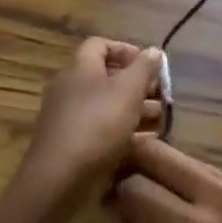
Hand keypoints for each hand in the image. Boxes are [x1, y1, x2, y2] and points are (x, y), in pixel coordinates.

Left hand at [16, 37, 164, 222]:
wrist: (59, 177)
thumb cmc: (97, 123)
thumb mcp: (128, 90)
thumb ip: (144, 68)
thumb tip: (154, 50)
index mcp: (80, 68)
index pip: (100, 45)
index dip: (126, 49)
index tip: (149, 64)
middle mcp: (70, 87)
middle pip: (106, 76)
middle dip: (137, 84)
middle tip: (161, 96)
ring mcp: (68, 116)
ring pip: (106, 105)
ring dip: (134, 109)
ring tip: (160, 119)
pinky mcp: (71, 143)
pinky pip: (100, 129)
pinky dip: (122, 131)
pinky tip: (144, 141)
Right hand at [109, 135, 221, 222]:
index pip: (138, 186)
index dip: (113, 190)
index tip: (100, 202)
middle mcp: (214, 192)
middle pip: (158, 154)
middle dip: (129, 161)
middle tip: (112, 184)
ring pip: (181, 159)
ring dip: (156, 169)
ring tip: (141, 198)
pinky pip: (205, 173)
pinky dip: (182, 181)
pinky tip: (178, 205)